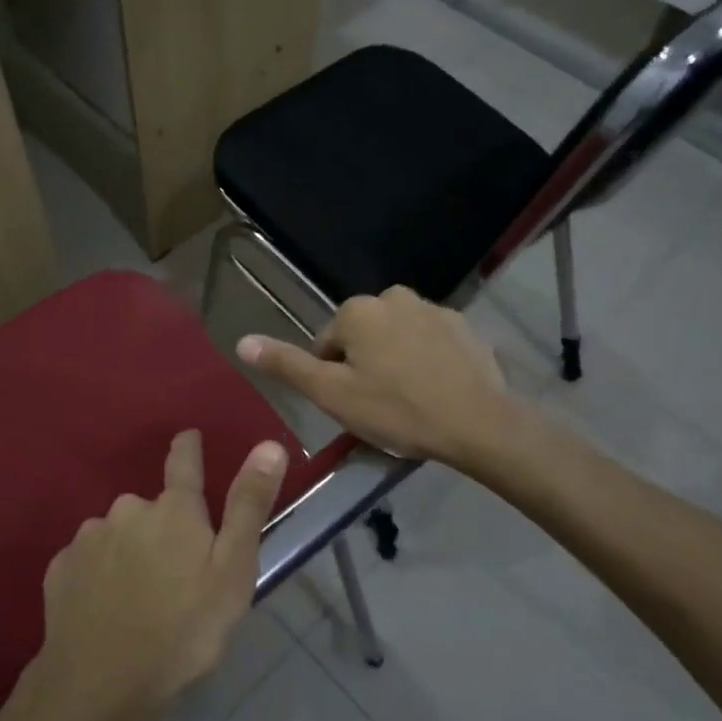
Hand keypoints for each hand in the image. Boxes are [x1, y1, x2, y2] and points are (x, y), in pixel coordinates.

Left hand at [26, 430, 287, 720]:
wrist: (99, 683)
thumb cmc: (182, 629)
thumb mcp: (233, 571)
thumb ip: (248, 505)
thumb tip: (269, 444)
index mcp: (174, 509)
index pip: (183, 460)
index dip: (189, 447)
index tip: (189, 439)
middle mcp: (128, 509)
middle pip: (151, 508)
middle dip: (162, 528)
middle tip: (174, 575)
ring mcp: (89, 537)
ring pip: (118, 535)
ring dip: (130, 553)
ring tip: (139, 600)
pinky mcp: (60, 567)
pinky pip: (89, 561)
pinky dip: (99, 576)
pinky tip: (106, 609)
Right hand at [237, 287, 511, 463]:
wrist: (479, 423)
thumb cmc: (396, 409)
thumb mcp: (332, 394)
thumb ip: (287, 365)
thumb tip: (242, 341)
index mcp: (356, 311)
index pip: (326, 345)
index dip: (333, 378)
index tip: (353, 405)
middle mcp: (392, 297)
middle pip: (362, 337)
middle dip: (364, 365)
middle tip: (379, 405)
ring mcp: (432, 308)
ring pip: (396, 337)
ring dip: (395, 360)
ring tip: (409, 399)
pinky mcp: (464, 325)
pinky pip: (429, 340)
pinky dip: (427, 359)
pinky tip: (436, 389)